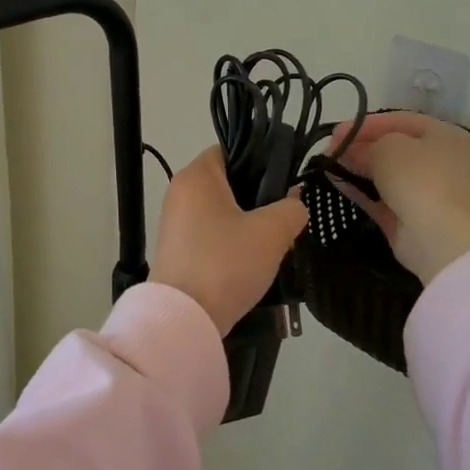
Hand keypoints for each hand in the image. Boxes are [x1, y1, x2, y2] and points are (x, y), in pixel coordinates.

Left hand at [151, 146, 309, 335]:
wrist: (185, 319)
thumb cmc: (226, 263)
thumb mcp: (272, 233)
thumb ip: (291, 209)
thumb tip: (294, 202)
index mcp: (197, 175)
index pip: (232, 151)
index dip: (262, 162)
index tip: (286, 183)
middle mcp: (180, 192)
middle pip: (227, 182)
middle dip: (258, 196)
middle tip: (286, 214)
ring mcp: (174, 222)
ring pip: (220, 211)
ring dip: (246, 223)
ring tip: (273, 240)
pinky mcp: (176, 250)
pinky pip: (210, 234)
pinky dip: (230, 242)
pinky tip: (250, 260)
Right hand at [328, 113, 469, 284]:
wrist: (442, 240)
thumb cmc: (420, 179)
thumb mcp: (388, 148)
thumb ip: (365, 146)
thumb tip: (349, 152)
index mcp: (444, 135)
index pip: (399, 121)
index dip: (366, 123)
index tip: (336, 131)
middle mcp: (438, 161)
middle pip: (391, 147)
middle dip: (358, 145)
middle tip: (329, 148)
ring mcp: (424, 191)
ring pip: (384, 173)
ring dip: (355, 167)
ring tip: (327, 163)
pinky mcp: (408, 217)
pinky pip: (379, 197)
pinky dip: (358, 189)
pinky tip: (335, 181)